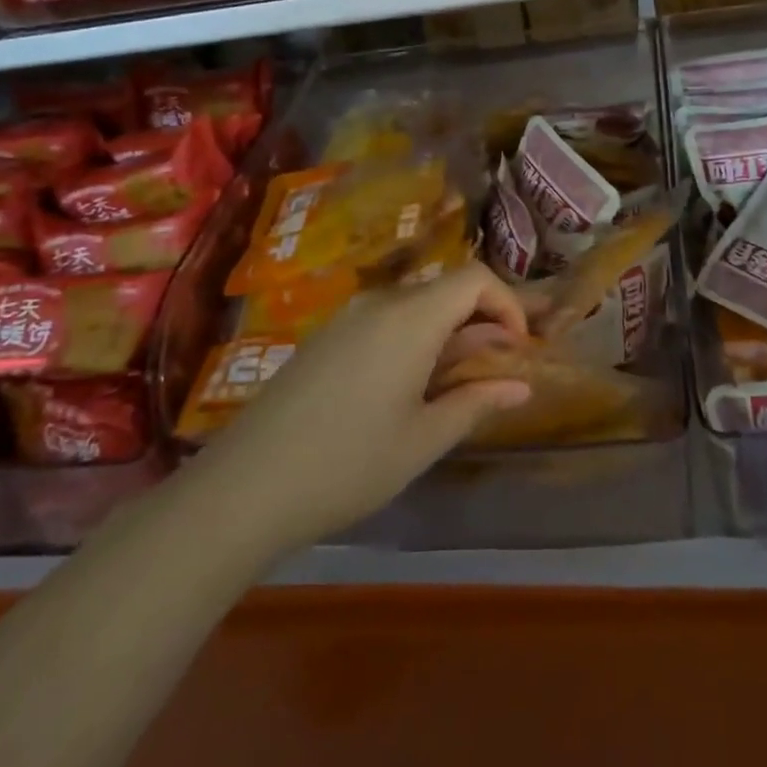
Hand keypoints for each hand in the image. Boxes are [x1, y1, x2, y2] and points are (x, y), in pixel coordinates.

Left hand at [192, 262, 532, 556]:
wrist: (244, 488)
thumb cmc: (348, 464)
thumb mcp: (423, 439)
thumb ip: (476, 402)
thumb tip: (522, 387)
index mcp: (410, 317)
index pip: (475, 278)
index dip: (508, 304)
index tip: (519, 349)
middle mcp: (379, 303)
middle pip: (445, 290)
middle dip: (481, 323)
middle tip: (495, 372)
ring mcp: (346, 318)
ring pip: (415, 307)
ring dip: (447, 334)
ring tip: (454, 385)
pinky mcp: (325, 338)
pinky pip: (384, 322)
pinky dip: (413, 341)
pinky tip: (406, 389)